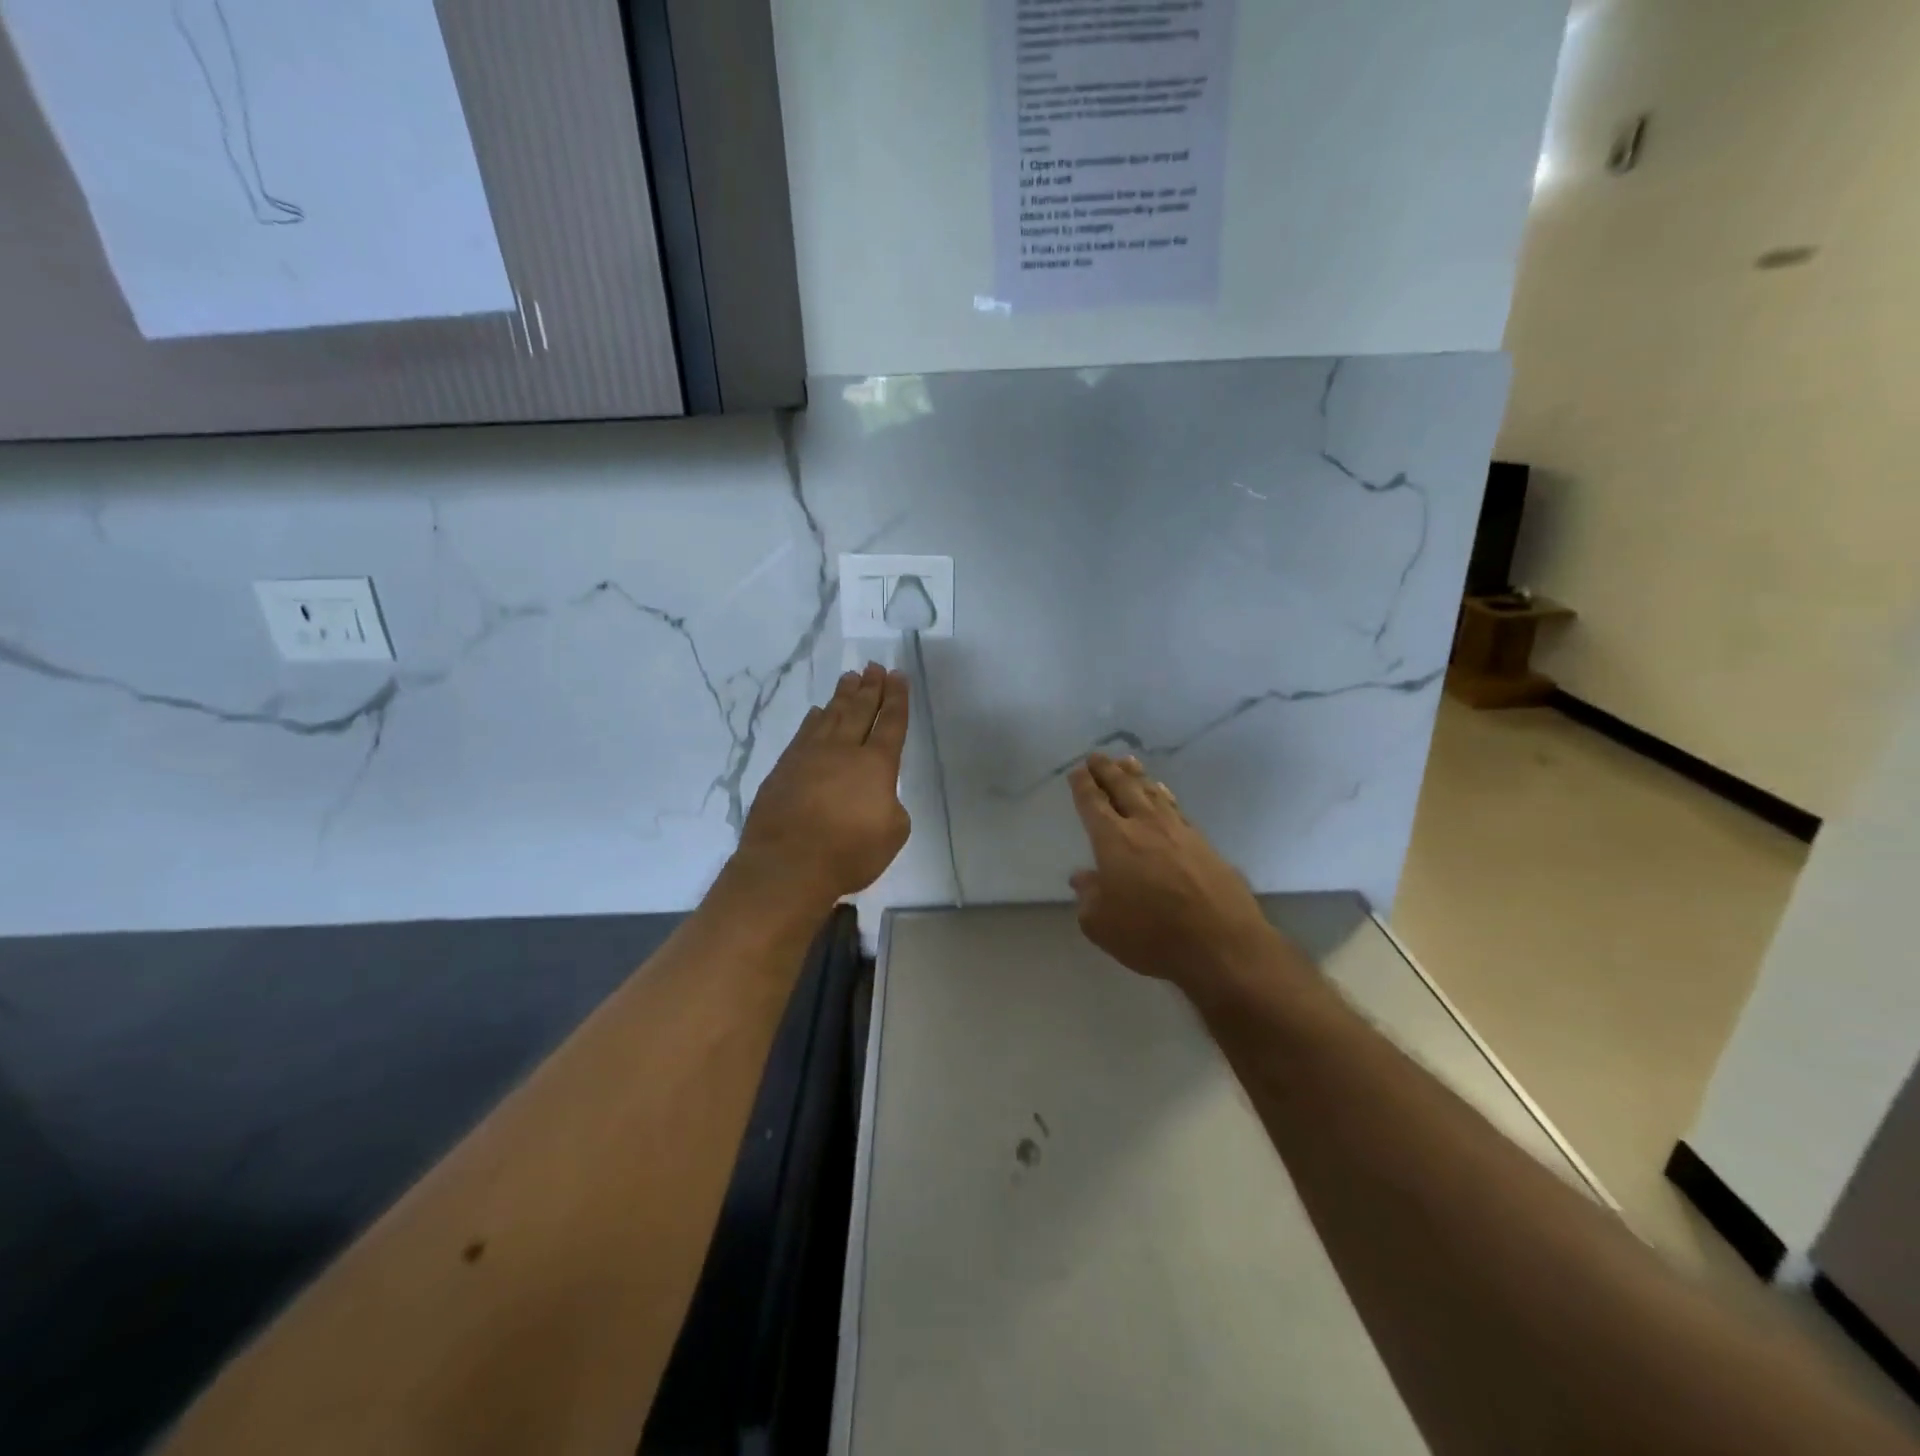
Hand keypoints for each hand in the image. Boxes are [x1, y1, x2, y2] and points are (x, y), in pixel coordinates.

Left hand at [735, 663, 911, 908]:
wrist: (787, 865)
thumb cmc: (848, 853)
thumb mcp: (893, 834)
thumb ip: (891, 805)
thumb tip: (876, 794)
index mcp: (876, 765)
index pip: (891, 723)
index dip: (897, 698)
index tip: (898, 675)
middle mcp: (843, 751)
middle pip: (860, 710)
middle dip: (870, 687)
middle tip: (874, 666)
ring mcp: (809, 756)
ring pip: (830, 716)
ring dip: (842, 696)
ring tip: (850, 677)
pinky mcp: (784, 769)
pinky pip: (804, 733)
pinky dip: (814, 719)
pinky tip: (817, 712)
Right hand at [1068, 753, 1279, 989]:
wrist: (1221, 943)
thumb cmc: (1150, 934)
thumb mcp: (1101, 923)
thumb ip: (1088, 896)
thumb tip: (1083, 877)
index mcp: (1113, 840)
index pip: (1093, 804)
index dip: (1083, 786)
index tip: (1077, 771)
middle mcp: (1145, 826)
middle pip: (1123, 788)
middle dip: (1107, 771)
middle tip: (1097, 756)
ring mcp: (1179, 832)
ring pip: (1153, 793)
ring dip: (1137, 776)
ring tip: (1128, 763)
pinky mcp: (1205, 844)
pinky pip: (1176, 808)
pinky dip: (1164, 795)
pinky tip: (1163, 795)